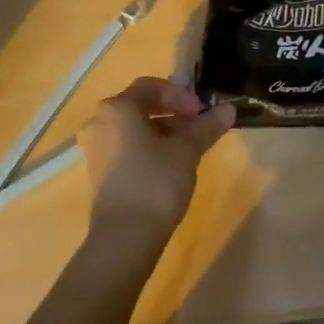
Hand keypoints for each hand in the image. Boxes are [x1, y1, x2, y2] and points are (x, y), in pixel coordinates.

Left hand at [80, 77, 234, 252]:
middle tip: (199, 128)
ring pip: (134, 128)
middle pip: (141, 106)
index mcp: (117, 108)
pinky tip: (171, 165)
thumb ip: (206, 126)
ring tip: (189, 148)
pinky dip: (149, 148)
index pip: (151, 86)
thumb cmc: (155, 182)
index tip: (201, 112)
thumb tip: (229, 109)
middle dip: (174, 113)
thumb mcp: (187, 151)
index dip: (180, 95)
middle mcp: (99, 122)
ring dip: (163, 131)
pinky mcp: (99, 171)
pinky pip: (126, 147)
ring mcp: (95, 148)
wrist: (125, 237)